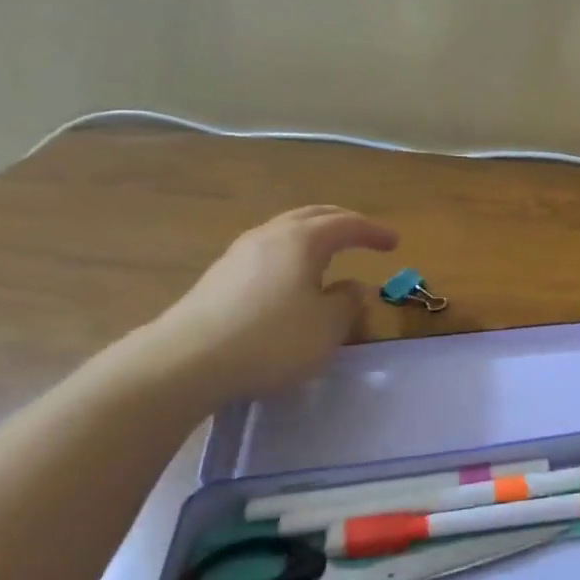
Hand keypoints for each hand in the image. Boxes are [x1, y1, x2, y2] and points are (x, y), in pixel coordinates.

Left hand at [134, 206, 398, 402]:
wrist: (185, 362)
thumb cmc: (271, 339)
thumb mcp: (327, 327)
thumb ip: (347, 303)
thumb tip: (353, 287)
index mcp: (302, 240)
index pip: (346, 224)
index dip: (373, 232)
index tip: (394, 242)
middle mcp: (270, 236)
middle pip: (312, 216)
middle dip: (342, 222)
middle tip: (363, 235)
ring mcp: (239, 254)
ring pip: (286, 232)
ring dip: (313, 238)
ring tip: (329, 255)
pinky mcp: (219, 278)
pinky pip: (268, 253)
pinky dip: (291, 256)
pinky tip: (292, 280)